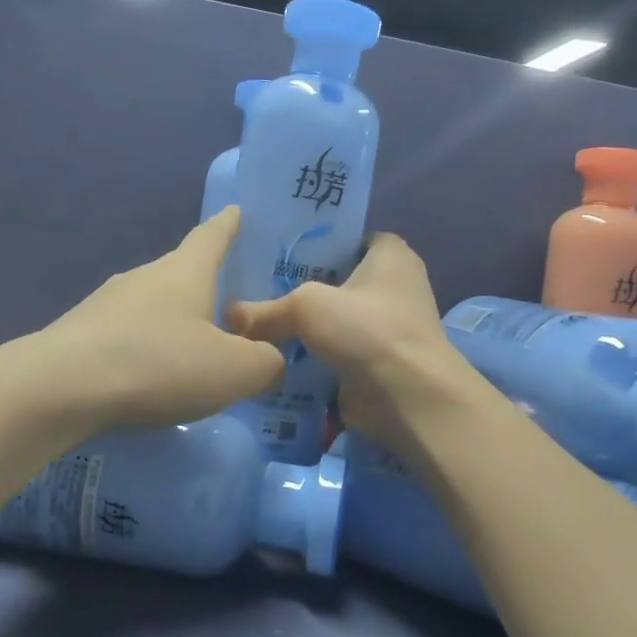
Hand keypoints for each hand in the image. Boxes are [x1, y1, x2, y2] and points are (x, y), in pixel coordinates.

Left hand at [16, 207, 286, 433]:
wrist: (59, 389)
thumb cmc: (158, 365)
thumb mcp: (234, 371)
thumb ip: (266, 362)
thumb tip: (269, 359)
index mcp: (184, 272)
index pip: (212, 236)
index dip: (229, 225)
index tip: (237, 211)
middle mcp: (144, 277)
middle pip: (182, 272)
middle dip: (205, 285)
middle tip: (231, 306)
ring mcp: (106, 303)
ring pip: (151, 305)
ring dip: (173, 321)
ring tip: (192, 350)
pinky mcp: (80, 334)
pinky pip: (126, 334)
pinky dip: (145, 348)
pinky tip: (150, 376)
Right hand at [227, 232, 468, 453]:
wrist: (408, 399)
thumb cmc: (367, 330)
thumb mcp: (307, 307)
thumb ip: (265, 310)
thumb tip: (228, 317)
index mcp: (390, 255)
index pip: (347, 237)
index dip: (313, 240)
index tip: (273, 248)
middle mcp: (392, 286)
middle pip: (334, 279)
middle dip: (298, 286)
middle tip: (251, 287)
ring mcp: (384, 327)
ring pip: (331, 319)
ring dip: (301, 326)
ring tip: (252, 321)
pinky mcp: (373, 362)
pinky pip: (332, 351)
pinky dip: (308, 356)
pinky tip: (270, 355)